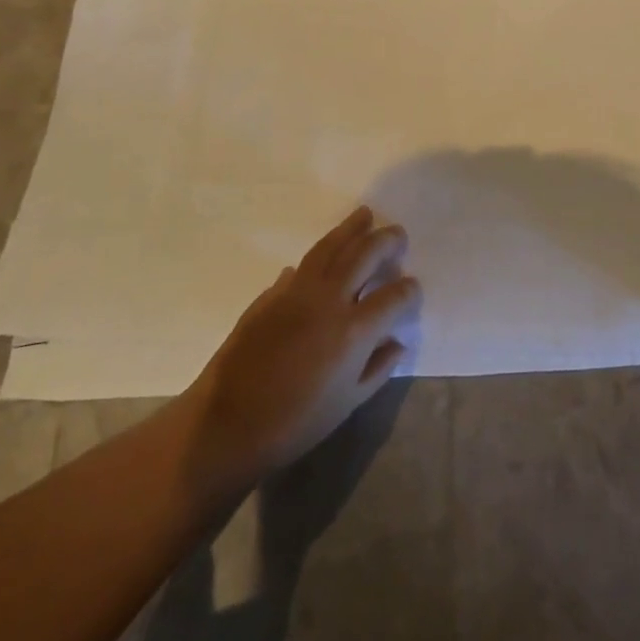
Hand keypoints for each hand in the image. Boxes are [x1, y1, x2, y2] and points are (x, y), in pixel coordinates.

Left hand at [185, 207, 419, 475]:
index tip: (413, 288)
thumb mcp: (348, 403)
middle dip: (386, 240)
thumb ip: (378, 369)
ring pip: (330, 248)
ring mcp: (296, 293)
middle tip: (397, 233)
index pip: (394, 297)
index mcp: (354, 331)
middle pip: (364, 255)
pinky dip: (317, 257)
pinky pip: (300, 267)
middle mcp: (329, 301)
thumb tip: (396, 342)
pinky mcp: (270, 296)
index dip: (409, 290)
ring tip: (364, 215)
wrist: (226, 425)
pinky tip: (325, 255)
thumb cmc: (295, 423)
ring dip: (350, 229)